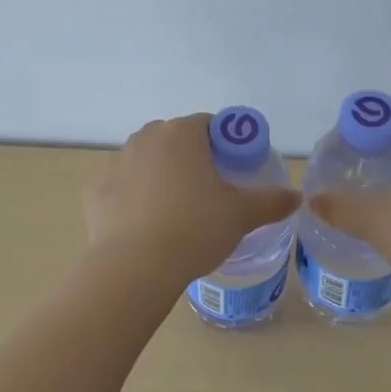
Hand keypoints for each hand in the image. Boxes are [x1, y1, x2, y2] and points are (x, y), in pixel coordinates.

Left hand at [83, 114, 301, 283]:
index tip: (231, 168)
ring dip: (158, 174)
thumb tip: (296, 196)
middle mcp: (145, 137)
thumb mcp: (241, 215)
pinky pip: (120, 186)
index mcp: (181, 134)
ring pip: (144, 160)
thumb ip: (271, 201)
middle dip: (189, 157)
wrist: (136, 267)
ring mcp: (115, 162)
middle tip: (206, 191)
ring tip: (173, 210)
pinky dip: (131, 197)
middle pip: (174, 139)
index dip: (223, 143)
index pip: (208, 124)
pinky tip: (142, 224)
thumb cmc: (195, 229)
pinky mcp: (94, 189)